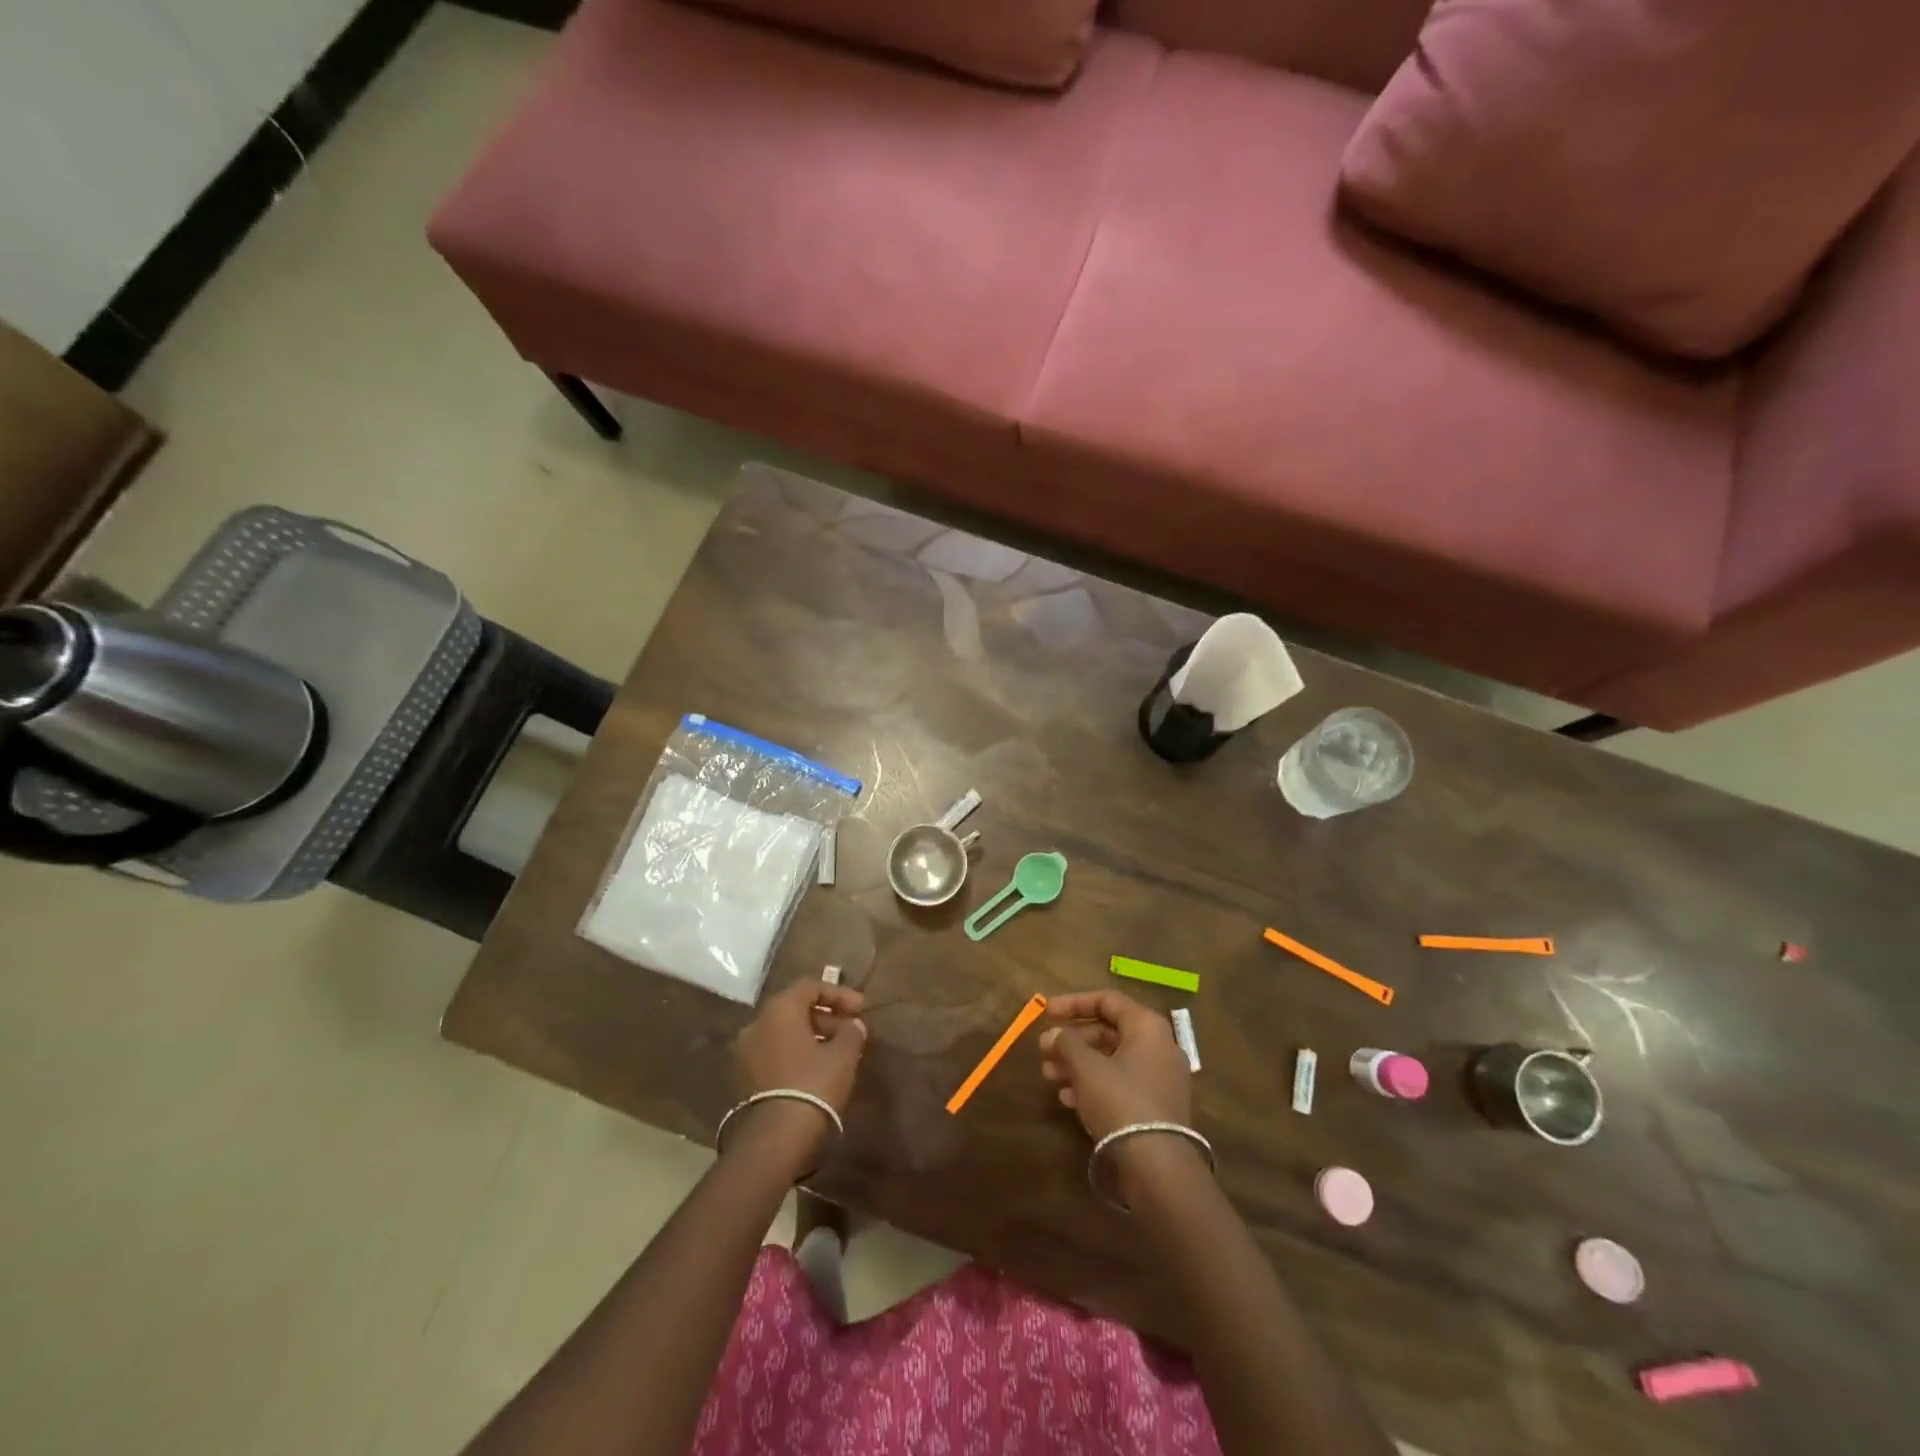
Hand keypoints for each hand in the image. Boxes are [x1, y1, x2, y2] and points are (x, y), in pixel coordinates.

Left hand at [729, 978, 867, 1174]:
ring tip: (837, 1053)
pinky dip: (795, 1054)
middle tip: (851, 1031)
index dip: (839, 994)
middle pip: (795, 1009)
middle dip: (825, 1016)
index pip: (810, 986)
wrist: (776, 1138)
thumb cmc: (813, 1084)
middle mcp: (756, 1023)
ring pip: (783, 1033)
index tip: (861, 1009)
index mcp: (779, 1009)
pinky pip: (774, 1053)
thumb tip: (853, 1025)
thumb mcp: (843, 1054)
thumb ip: (851, 1032)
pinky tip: (816, 1070)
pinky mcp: (743, 1078)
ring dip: (811, 1036)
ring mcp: (745, 1052)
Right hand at [1039, 991, 1191, 1139]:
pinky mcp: (1156, 1107)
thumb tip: (1054, 1034)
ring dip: (1078, 1064)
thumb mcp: (1086, 1067)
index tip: (1046, 1012)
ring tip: (1048, 1075)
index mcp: (1147, 1027)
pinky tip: (1067, 1099)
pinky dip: (1093, 1085)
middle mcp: (1158, 1046)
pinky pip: (1120, 1084)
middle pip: (1108, 1031)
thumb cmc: (1120, 1100)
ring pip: (1112, 1060)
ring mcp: (1160, 1078)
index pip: (1107, 1000)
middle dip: (1072, 1040)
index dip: (1073, 1003)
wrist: (1157, 1166)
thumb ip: (1066, 1043)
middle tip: (1043, 1050)